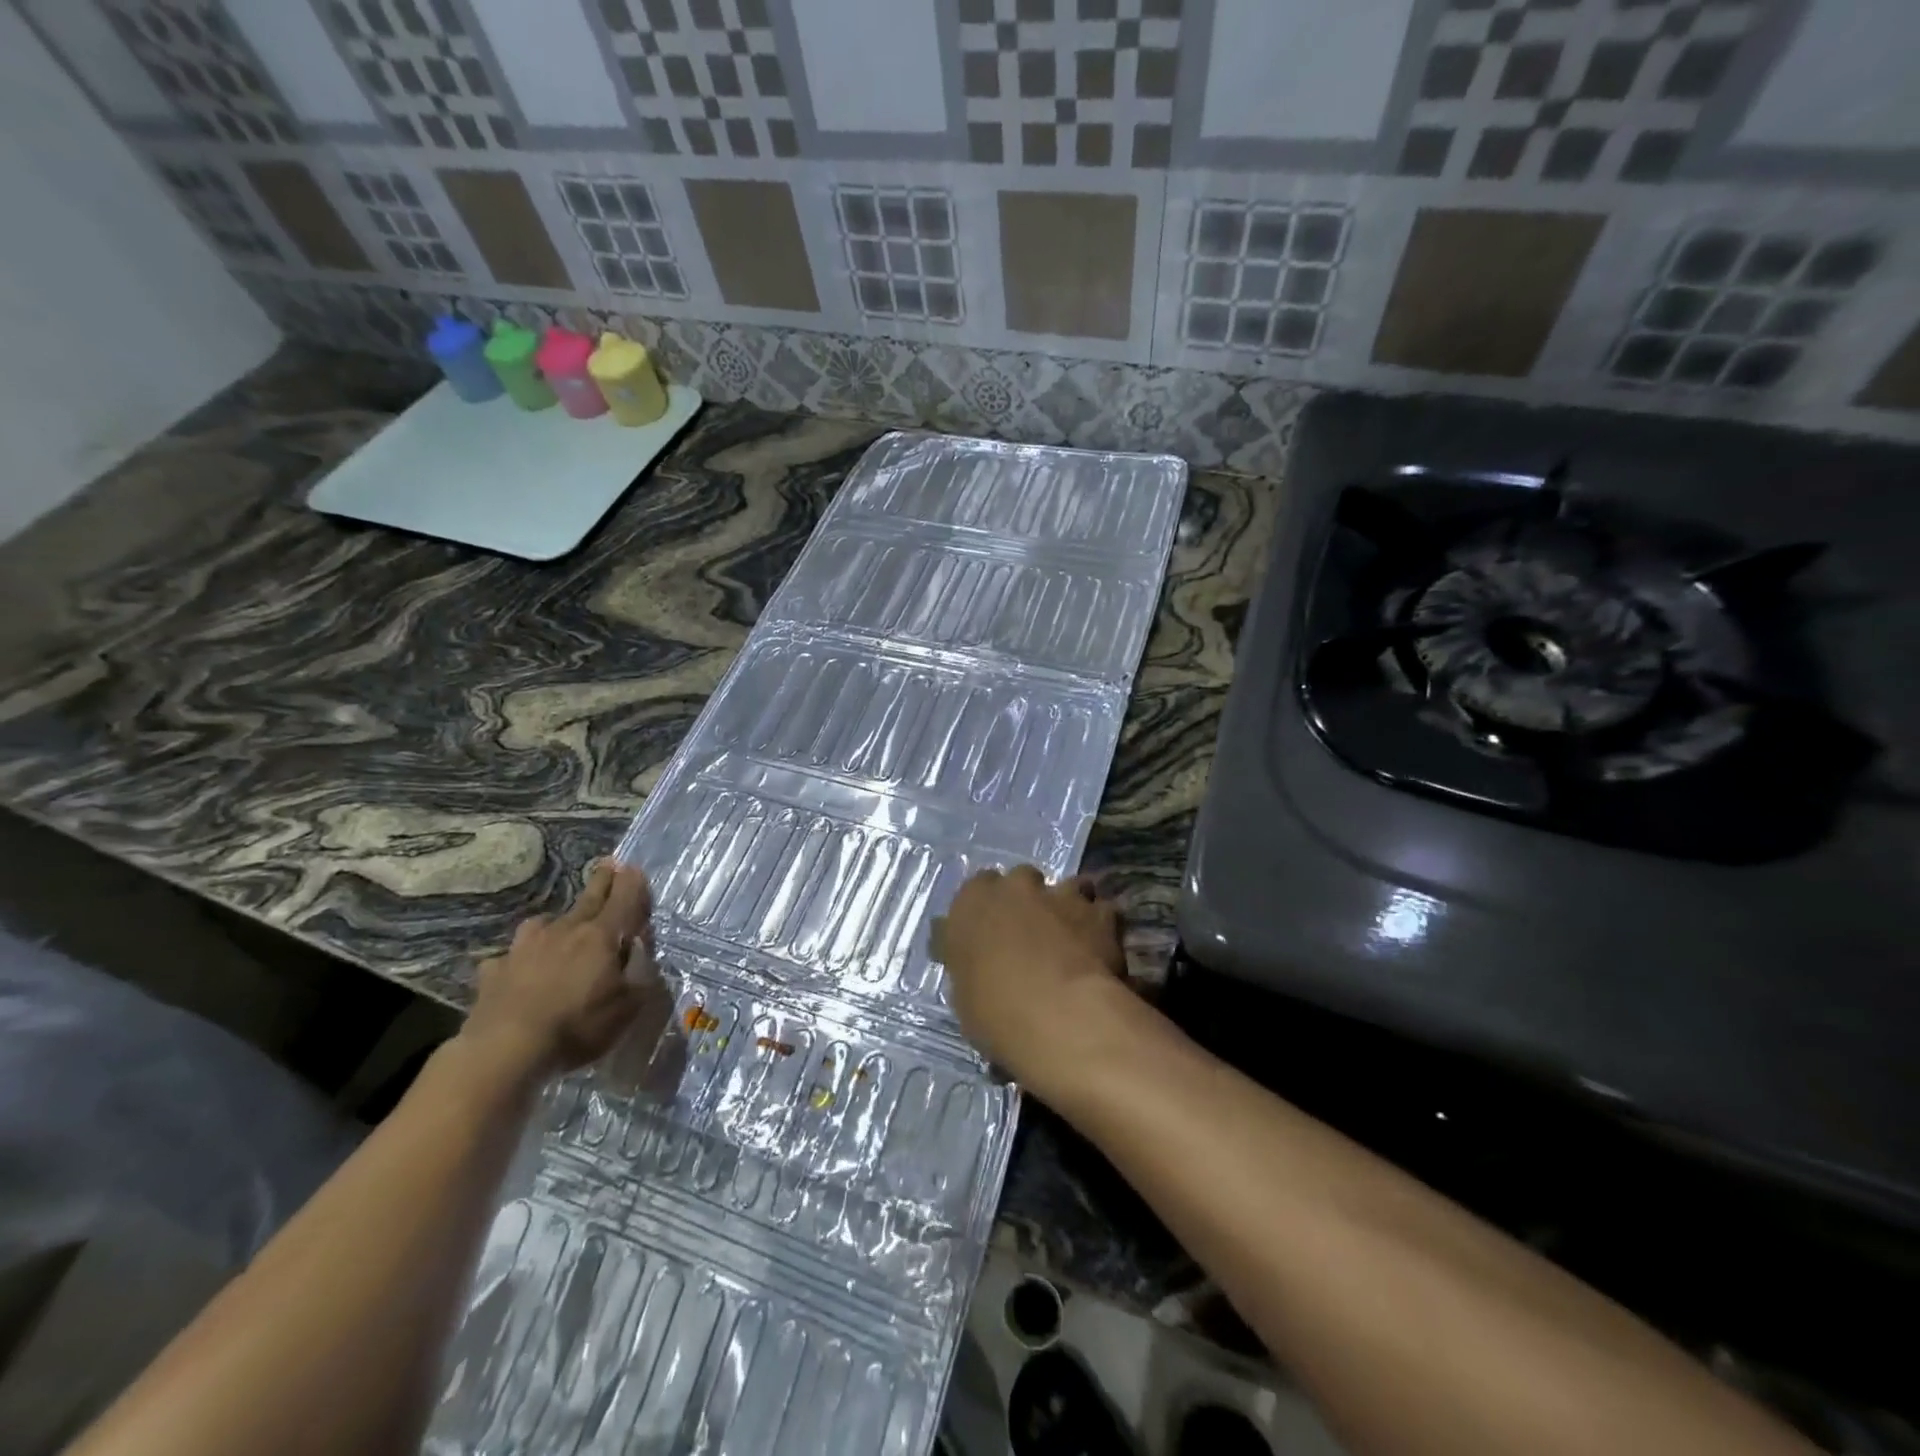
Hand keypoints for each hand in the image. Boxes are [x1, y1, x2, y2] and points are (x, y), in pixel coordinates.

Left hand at [459, 860, 653, 1081]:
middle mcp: (564, 931)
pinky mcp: (495, 970)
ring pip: (544, 922)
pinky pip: (510, 956)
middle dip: (601, 882)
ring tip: (558, 924)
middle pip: (588, 899)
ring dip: (556, 920)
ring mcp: (525, 948)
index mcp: (600, 936)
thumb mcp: (627, 1006)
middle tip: (608, 865)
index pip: (622, 900)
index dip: (631, 883)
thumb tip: (639, 949)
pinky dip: (518, 959)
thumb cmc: (577, 1025)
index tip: (633, 867)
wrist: (504, 1048)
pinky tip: (516, 968)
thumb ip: (639, 973)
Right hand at [934, 865, 1127, 1094]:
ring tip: (1073, 938)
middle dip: (1028, 901)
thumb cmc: (994, 1012)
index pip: (977, 888)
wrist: (1059, 1016)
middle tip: (1032, 934)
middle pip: (1022, 879)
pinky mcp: (1100, 912)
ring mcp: (1061, 894)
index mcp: (972, 902)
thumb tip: (976, 962)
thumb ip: (971, 964)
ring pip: (1068, 887)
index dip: (988, 910)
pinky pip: (1103, 911)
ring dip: (1069, 906)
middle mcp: (1016, 887)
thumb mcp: (965, 993)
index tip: (993, 933)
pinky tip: (1101, 950)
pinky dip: (1102, 926)